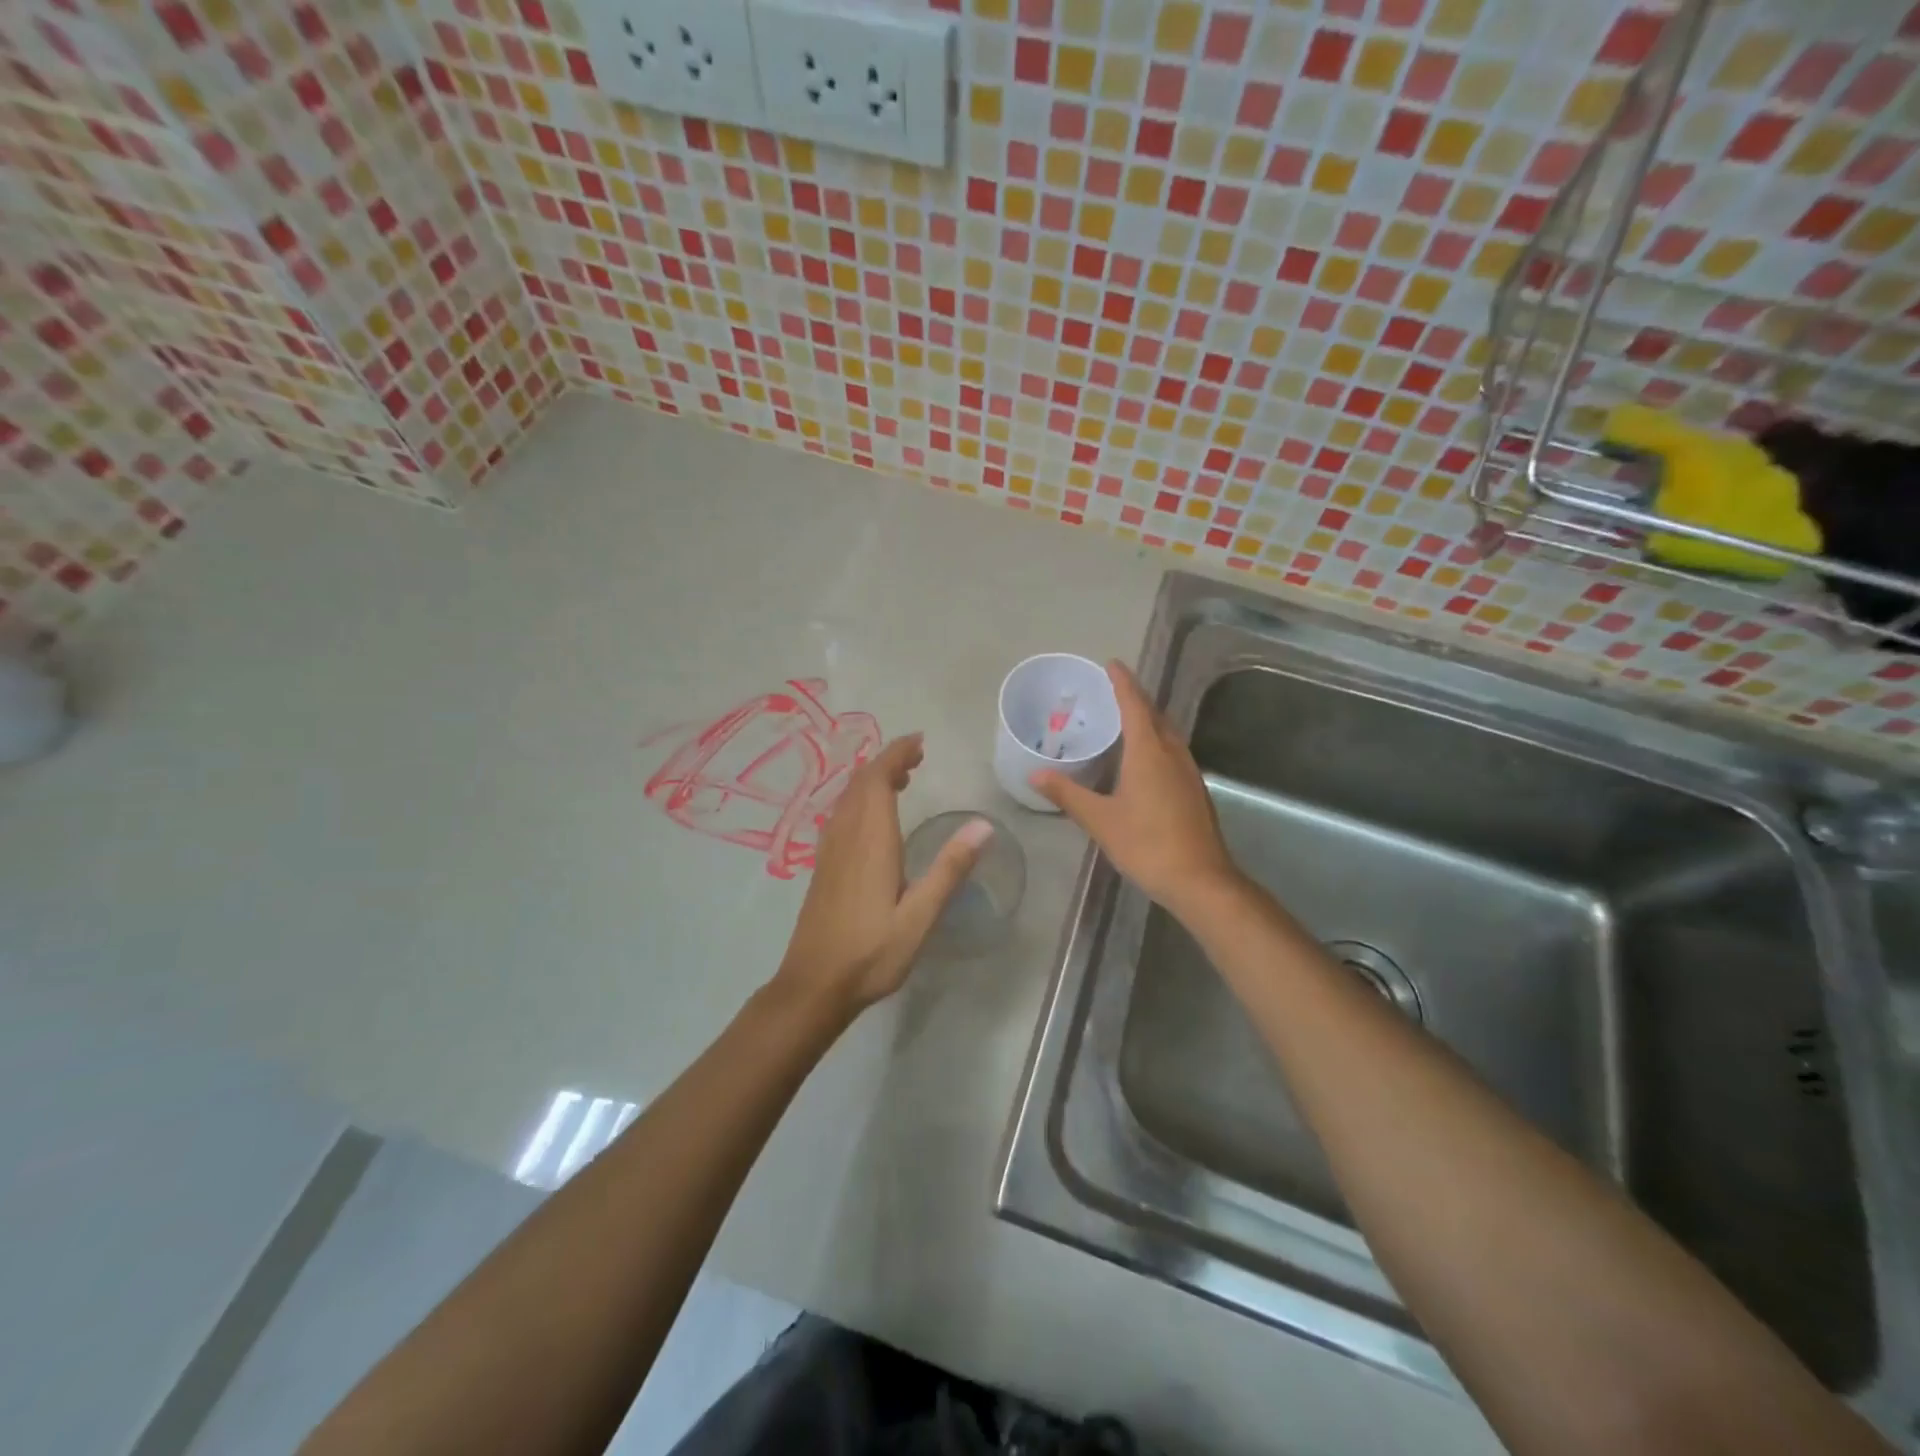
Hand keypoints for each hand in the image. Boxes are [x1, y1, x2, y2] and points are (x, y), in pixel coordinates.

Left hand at [774, 735, 991, 1016]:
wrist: (814, 985)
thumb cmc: (871, 953)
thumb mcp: (920, 917)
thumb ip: (949, 869)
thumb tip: (983, 825)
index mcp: (871, 841)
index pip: (878, 780)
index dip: (897, 755)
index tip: (920, 742)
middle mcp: (846, 836)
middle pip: (861, 782)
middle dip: (888, 761)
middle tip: (917, 757)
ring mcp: (830, 850)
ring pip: (848, 797)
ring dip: (872, 779)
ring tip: (902, 778)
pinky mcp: (823, 865)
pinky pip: (841, 814)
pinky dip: (860, 799)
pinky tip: (873, 817)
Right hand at [1030, 661, 1240, 920]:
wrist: (1200, 880)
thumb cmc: (1147, 844)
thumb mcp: (1100, 820)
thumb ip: (1068, 794)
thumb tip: (1035, 774)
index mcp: (1149, 751)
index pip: (1134, 705)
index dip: (1122, 682)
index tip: (1111, 663)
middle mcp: (1172, 753)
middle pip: (1154, 714)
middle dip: (1135, 698)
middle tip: (1112, 690)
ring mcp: (1188, 771)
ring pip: (1167, 733)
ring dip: (1148, 720)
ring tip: (1124, 720)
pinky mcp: (1194, 790)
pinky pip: (1172, 751)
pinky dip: (1155, 742)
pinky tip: (1143, 760)